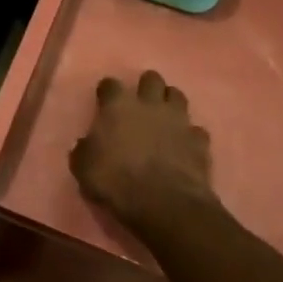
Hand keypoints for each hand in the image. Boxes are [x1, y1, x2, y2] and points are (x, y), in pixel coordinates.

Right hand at [70, 71, 217, 235]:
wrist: (164, 203)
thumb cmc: (116, 181)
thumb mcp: (83, 168)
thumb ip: (85, 150)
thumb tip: (87, 145)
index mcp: (118, 106)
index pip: (110, 84)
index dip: (107, 92)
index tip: (104, 102)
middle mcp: (149, 104)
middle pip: (151, 79)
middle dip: (145, 88)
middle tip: (139, 105)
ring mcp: (178, 120)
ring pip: (177, 95)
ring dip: (169, 103)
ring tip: (164, 119)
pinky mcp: (199, 140)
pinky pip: (195, 130)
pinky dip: (189, 135)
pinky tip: (184, 147)